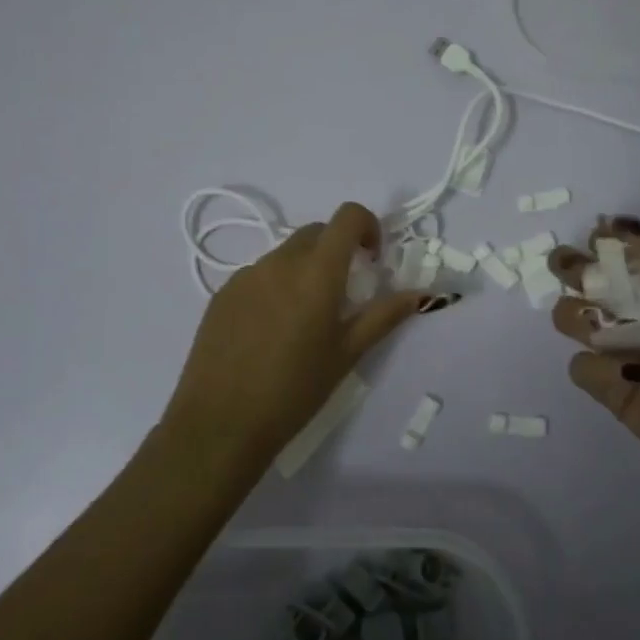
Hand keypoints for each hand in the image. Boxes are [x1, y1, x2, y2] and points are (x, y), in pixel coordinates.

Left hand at [164, 202, 436, 470]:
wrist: (220, 423)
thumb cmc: (294, 390)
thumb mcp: (347, 354)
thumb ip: (383, 316)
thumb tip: (419, 294)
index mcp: (316, 271)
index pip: (347, 216)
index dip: (367, 226)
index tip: (372, 260)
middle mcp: (279, 261)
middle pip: (316, 232)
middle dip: (337, 249)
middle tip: (343, 293)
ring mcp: (245, 275)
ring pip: (285, 254)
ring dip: (305, 269)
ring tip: (304, 319)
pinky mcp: (222, 294)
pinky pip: (258, 275)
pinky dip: (275, 286)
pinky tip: (270, 332)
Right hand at [546, 217, 639, 501]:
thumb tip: (620, 231)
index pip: (620, 248)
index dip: (606, 242)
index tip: (604, 245)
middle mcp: (639, 310)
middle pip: (585, 276)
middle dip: (572, 268)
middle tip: (575, 274)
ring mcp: (621, 350)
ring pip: (570, 316)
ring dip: (575, 315)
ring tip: (602, 328)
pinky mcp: (612, 388)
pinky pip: (581, 367)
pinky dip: (595, 367)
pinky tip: (623, 376)